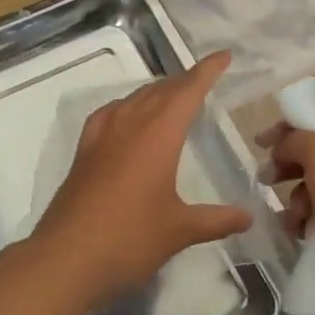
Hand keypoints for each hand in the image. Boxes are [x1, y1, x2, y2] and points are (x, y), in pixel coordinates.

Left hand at [29, 52, 251, 310]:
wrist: (65, 258)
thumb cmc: (129, 239)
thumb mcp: (179, 231)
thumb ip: (216, 220)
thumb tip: (249, 216)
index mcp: (158, 135)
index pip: (188, 91)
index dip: (206, 71)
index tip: (224, 55)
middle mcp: (129, 125)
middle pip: (161, 90)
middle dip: (184, 81)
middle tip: (204, 79)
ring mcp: (102, 136)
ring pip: (134, 99)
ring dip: (156, 91)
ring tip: (172, 95)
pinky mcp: (84, 152)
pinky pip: (108, 114)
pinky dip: (125, 107)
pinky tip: (126, 117)